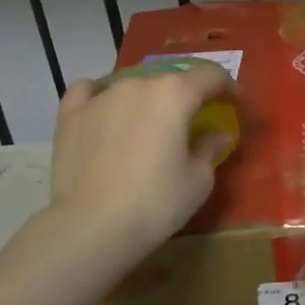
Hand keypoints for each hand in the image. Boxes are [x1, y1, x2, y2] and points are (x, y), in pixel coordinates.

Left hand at [45, 62, 236, 264]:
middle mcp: (138, 84)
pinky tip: (106, 108)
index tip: (234, 102)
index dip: (227, 86)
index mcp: (175, 94)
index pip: (211, 76)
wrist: (91, 228)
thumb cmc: (156, 202)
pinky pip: (90, 91)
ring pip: (134, 84)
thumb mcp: (199, 180)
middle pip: (171, 79)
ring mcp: (101, 97)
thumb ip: (210, 147)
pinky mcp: (71, 115)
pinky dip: (102, 94)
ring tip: (151, 122)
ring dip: (149, 98)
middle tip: (194, 119)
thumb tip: (216, 133)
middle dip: (187, 95)